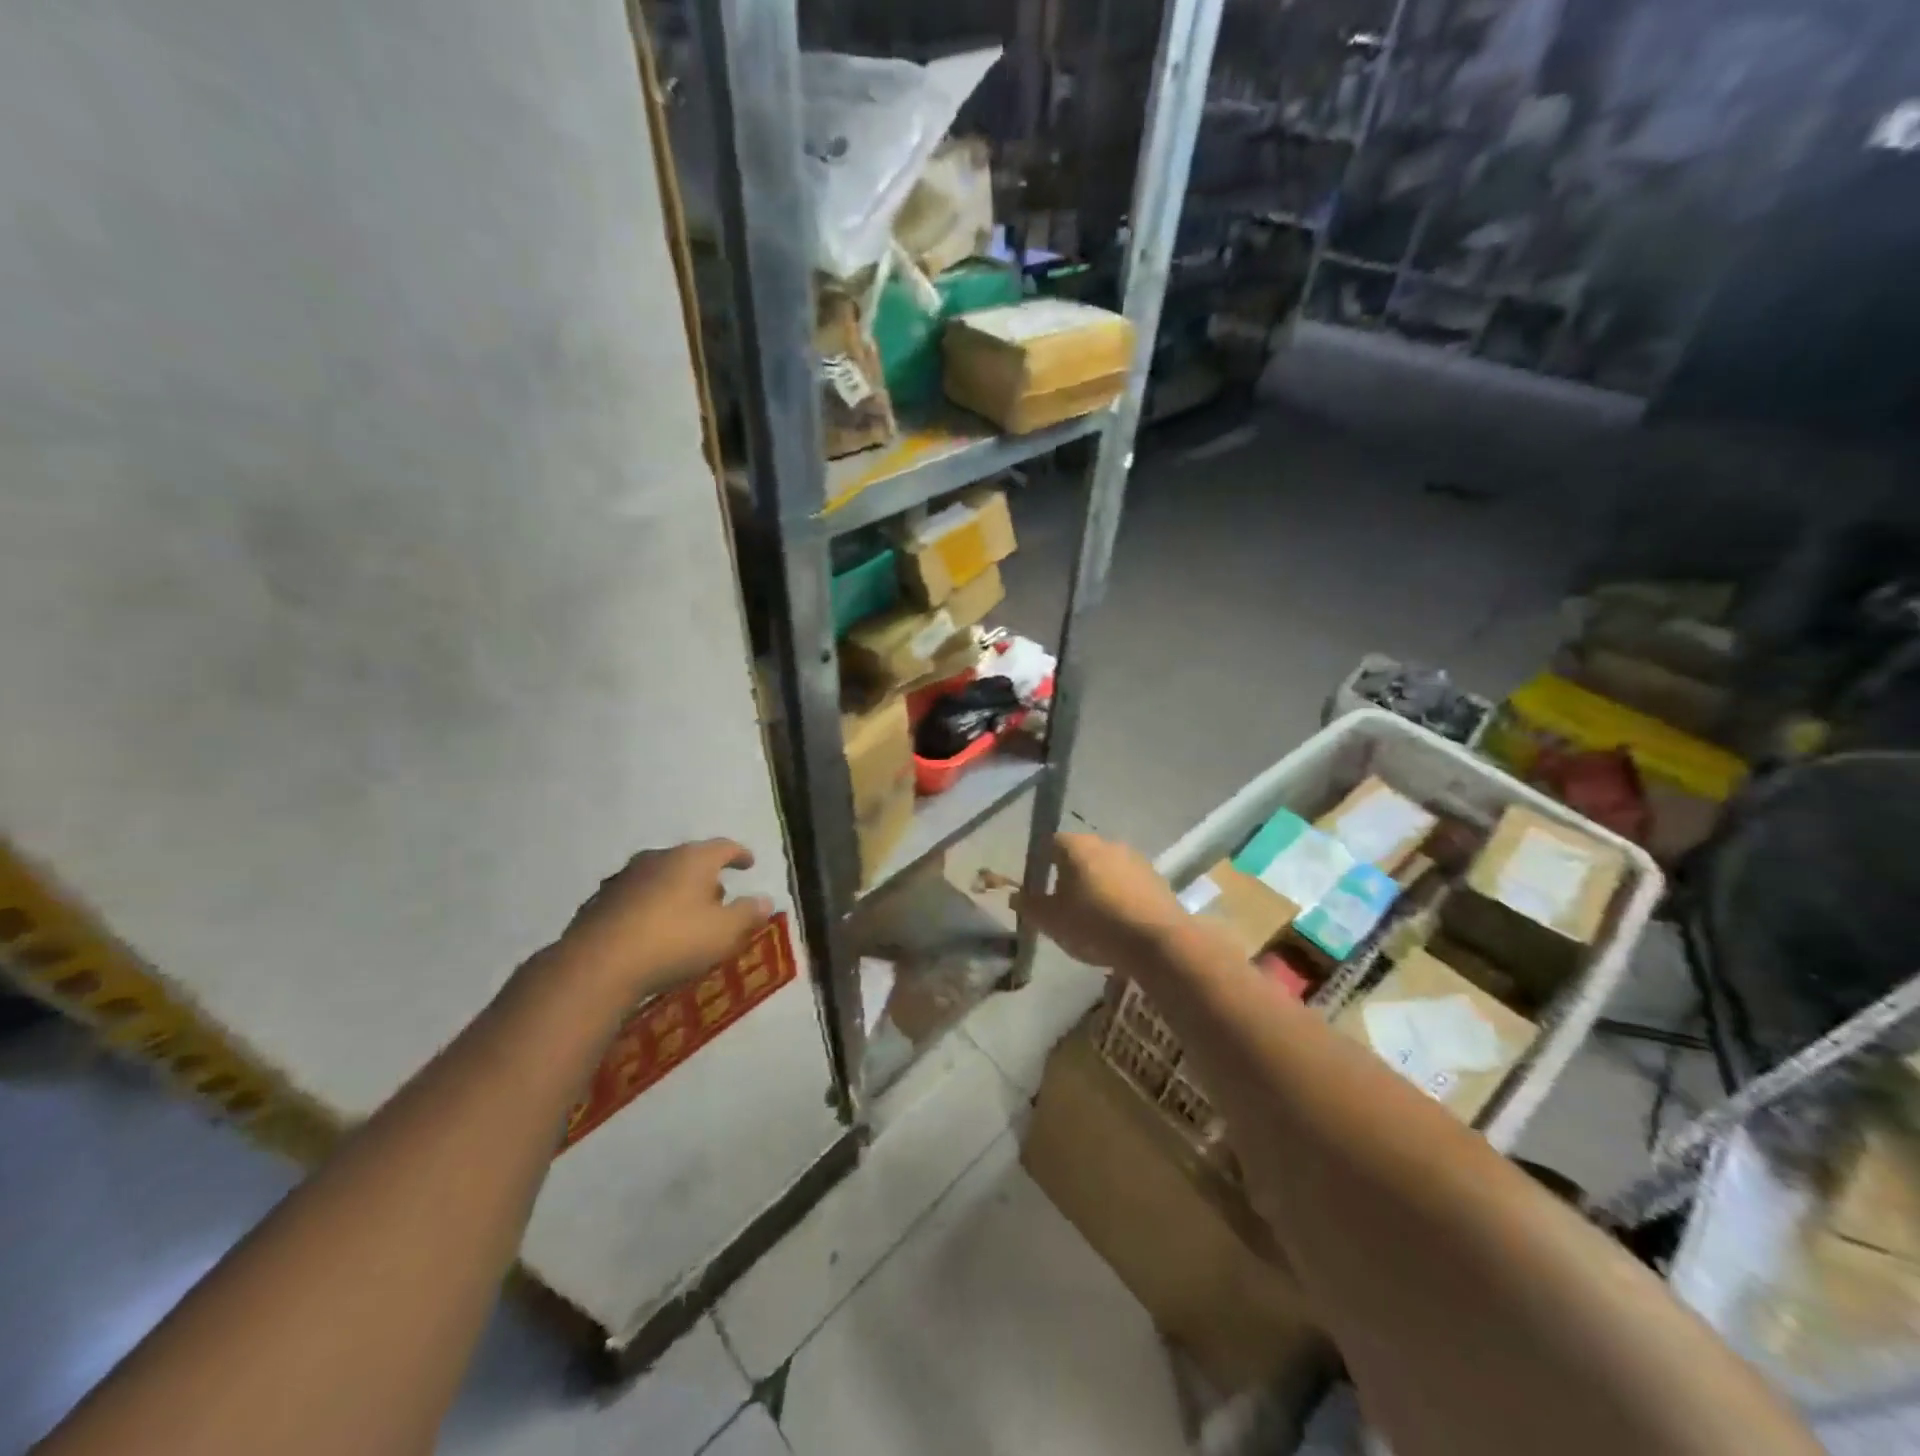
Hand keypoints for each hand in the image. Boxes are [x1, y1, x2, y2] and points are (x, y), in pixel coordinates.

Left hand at [553, 839, 773, 1004]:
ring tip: (684, 914)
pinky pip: (635, 899)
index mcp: (693, 859)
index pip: (724, 847)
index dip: (740, 855)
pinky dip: (648, 908)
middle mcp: (658, 858)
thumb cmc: (674, 941)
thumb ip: (748, 913)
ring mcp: (624, 878)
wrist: (598, 965)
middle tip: (719, 897)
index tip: (749, 864)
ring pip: (659, 878)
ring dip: (674, 891)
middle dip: (706, 876)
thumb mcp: (725, 932)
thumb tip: (765, 900)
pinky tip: (649, 930)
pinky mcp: (600, 901)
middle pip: (689, 860)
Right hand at [1013, 832, 1187, 968]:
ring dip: (1097, 887)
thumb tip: (1015, 896)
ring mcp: (1135, 858)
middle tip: (1064, 908)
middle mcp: (1106, 842)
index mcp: (1076, 846)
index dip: (1041, 865)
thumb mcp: (1050, 920)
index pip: (1050, 844)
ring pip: (1105, 869)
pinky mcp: (1156, 878)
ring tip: (1093, 920)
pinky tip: (1119, 925)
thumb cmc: (1093, 924)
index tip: (1039, 890)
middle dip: (1070, 877)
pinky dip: (1120, 898)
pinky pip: (1128, 884)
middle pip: (1079, 856)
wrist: (1156, 941)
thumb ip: (1029, 906)